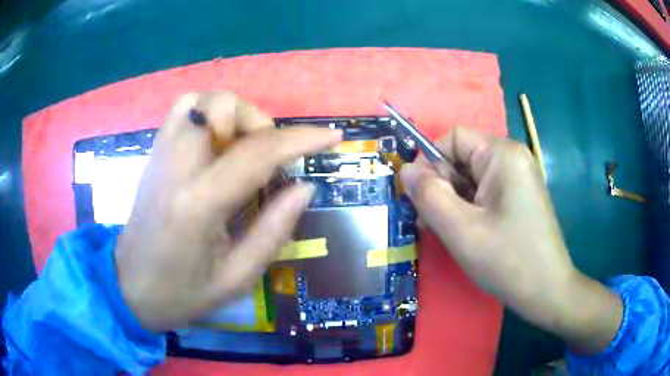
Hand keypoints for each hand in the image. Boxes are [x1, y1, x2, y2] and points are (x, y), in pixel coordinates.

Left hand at [115, 92, 341, 330]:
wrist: (129, 287)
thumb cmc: (182, 293)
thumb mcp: (236, 279)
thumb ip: (273, 231)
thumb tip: (305, 187)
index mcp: (198, 205)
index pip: (256, 154)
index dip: (301, 140)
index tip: (332, 136)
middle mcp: (175, 168)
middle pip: (220, 108)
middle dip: (258, 123)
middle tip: (267, 157)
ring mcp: (159, 157)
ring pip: (199, 101)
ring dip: (231, 113)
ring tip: (241, 146)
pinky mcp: (152, 156)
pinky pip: (181, 112)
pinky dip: (207, 113)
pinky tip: (216, 144)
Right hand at [400, 127, 621, 354]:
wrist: (547, 292)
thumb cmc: (507, 260)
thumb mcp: (461, 229)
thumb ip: (428, 195)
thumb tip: (405, 170)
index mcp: (503, 155)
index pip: (454, 138)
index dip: (430, 162)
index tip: (420, 198)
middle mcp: (513, 158)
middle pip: (462, 158)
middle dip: (441, 187)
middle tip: (429, 223)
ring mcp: (518, 179)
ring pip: (471, 179)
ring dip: (452, 202)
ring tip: (446, 233)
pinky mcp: (519, 197)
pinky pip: (484, 193)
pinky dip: (468, 210)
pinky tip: (466, 234)